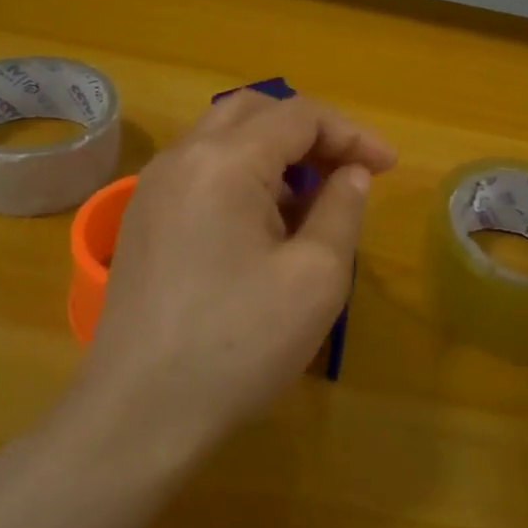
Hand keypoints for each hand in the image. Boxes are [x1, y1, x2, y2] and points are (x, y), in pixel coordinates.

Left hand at [76, 92, 396, 459]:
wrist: (139, 416)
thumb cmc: (238, 345)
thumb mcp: (315, 277)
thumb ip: (342, 209)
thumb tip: (352, 174)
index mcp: (224, 161)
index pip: (299, 115)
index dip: (352, 133)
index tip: (388, 167)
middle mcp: (181, 158)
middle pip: (256, 111)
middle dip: (311, 132)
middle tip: (348, 170)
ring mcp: (152, 189)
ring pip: (224, 138)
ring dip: (275, 154)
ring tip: (312, 201)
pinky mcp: (142, 221)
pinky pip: (201, 172)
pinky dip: (243, 176)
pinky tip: (264, 226)